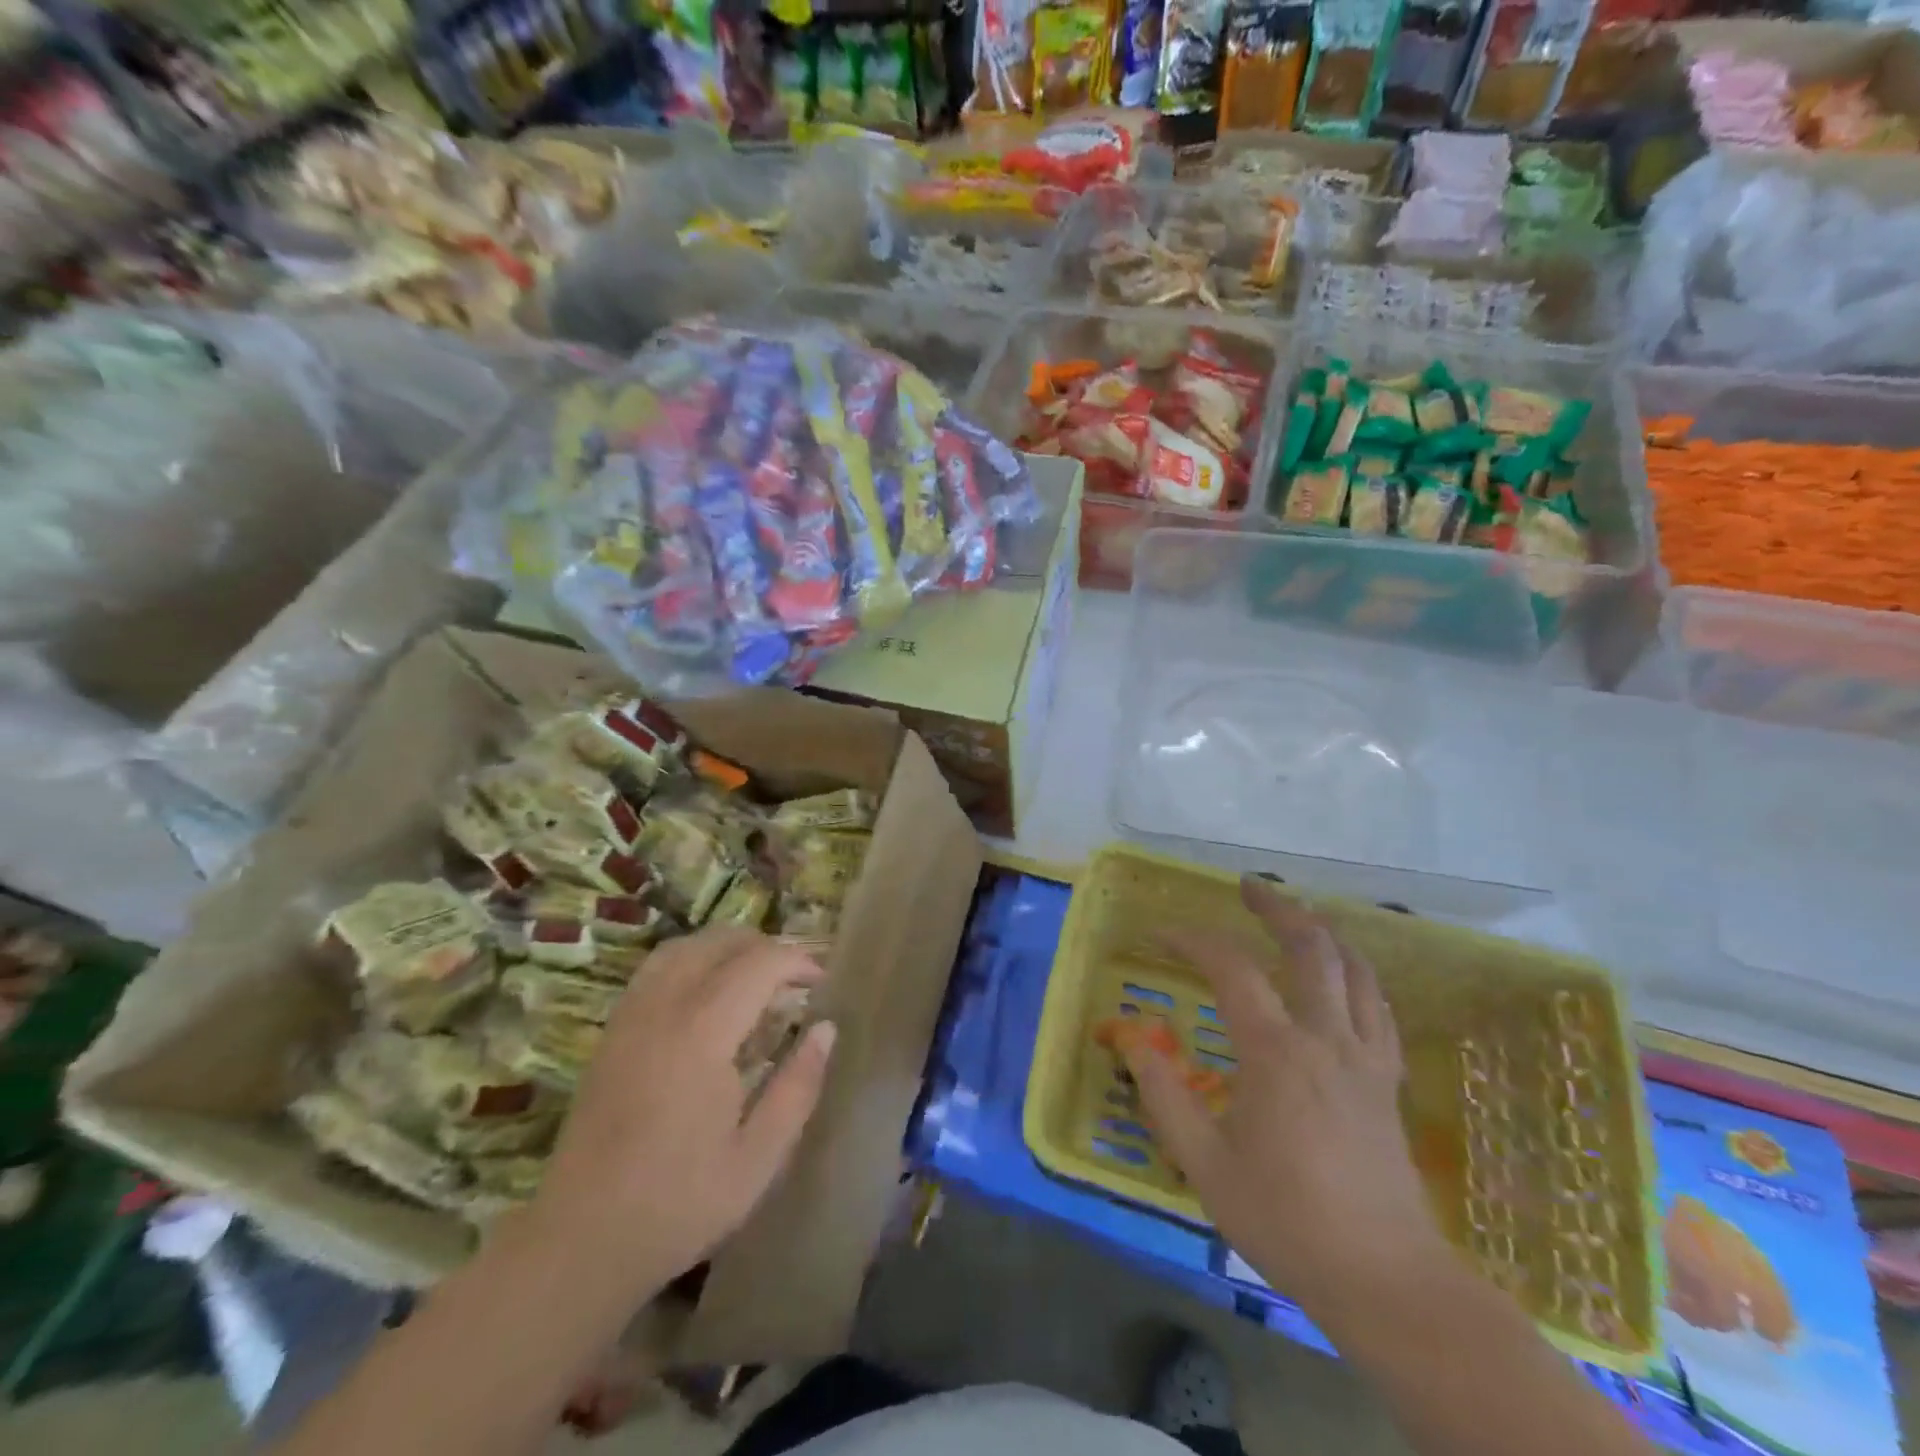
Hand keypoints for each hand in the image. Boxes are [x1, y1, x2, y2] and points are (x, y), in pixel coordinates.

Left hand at [528, 928, 834, 1294]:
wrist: (578, 1243)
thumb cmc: (678, 1205)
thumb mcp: (758, 1159)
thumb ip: (798, 1086)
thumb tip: (825, 1029)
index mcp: (702, 1035)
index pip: (758, 965)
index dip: (796, 961)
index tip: (821, 981)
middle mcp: (662, 1009)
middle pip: (718, 943)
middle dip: (765, 946)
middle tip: (794, 977)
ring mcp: (630, 1017)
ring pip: (682, 947)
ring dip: (725, 947)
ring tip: (754, 975)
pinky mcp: (611, 1033)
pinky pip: (655, 969)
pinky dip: (691, 960)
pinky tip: (707, 993)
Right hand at [1120, 876, 1448, 1315]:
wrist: (1386, 1280)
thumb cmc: (1285, 1219)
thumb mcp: (1203, 1163)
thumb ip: (1162, 1095)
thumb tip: (1132, 1038)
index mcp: (1276, 1052)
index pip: (1230, 968)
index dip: (1192, 939)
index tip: (1162, 933)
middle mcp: (1325, 1037)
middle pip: (1310, 946)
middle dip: (1276, 907)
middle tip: (1247, 887)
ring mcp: (1365, 1056)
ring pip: (1355, 968)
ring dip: (1322, 931)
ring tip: (1295, 916)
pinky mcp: (1388, 1080)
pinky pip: (1378, 1006)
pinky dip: (1357, 974)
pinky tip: (1343, 977)